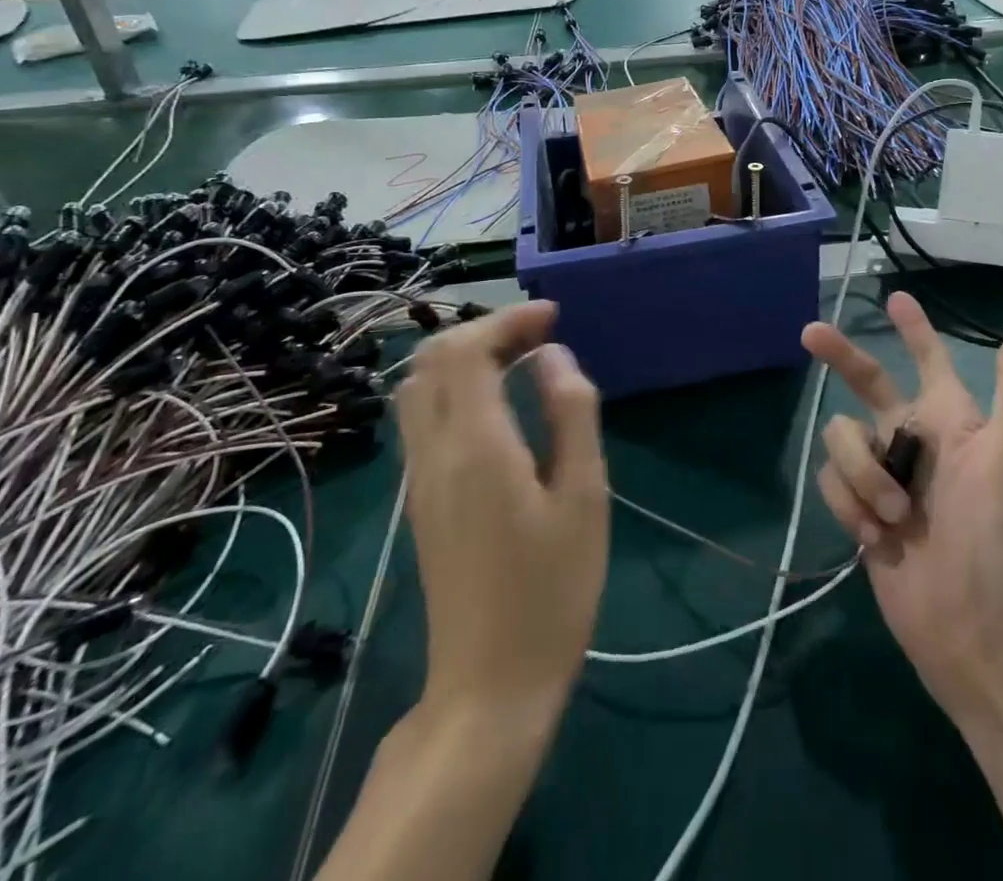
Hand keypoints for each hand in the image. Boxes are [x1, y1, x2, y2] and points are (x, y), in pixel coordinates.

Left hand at [395, 302, 608, 722]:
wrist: (489, 684)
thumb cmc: (552, 590)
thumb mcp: (583, 496)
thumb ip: (570, 414)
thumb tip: (553, 356)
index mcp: (475, 446)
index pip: (466, 350)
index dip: (507, 319)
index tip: (553, 316)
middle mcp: (434, 452)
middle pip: (432, 359)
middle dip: (484, 330)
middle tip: (539, 336)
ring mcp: (420, 478)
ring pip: (419, 387)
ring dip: (464, 357)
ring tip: (519, 361)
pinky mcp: (421, 499)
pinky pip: (423, 417)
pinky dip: (455, 386)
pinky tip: (498, 405)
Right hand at [806, 293, 1002, 718]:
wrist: (978, 630)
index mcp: (950, 420)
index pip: (930, 361)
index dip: (915, 330)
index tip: (896, 299)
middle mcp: (912, 440)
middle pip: (867, 382)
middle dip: (840, 356)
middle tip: (809, 332)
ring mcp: (883, 476)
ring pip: (841, 438)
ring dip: (862, 473)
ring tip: (895, 516)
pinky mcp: (859, 511)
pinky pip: (832, 482)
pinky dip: (850, 504)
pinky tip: (877, 538)